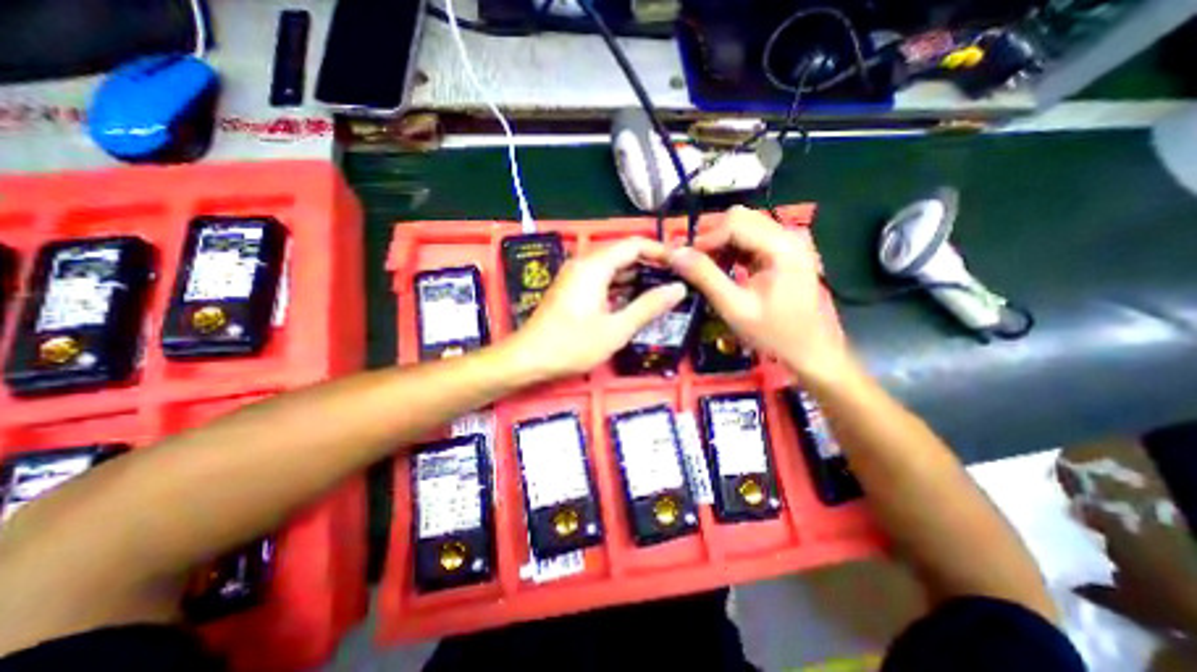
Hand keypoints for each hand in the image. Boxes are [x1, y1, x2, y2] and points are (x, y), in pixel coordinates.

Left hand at [505, 239, 687, 379]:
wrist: (529, 359)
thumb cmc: (572, 344)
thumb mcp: (616, 329)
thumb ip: (649, 306)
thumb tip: (678, 288)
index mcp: (595, 266)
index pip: (634, 244)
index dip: (660, 251)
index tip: (681, 266)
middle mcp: (584, 264)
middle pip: (623, 254)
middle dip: (650, 265)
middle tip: (675, 282)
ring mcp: (576, 276)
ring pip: (613, 268)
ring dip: (636, 277)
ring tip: (661, 292)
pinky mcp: (572, 289)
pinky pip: (602, 280)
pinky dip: (620, 287)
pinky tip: (635, 303)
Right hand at [669, 206, 845, 377]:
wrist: (809, 351)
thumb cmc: (774, 334)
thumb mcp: (735, 308)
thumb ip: (705, 278)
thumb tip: (675, 255)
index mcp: (782, 247)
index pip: (735, 223)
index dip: (706, 238)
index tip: (685, 260)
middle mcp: (788, 236)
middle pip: (740, 219)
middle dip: (712, 238)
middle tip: (694, 264)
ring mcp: (787, 243)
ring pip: (743, 226)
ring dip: (720, 243)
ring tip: (707, 268)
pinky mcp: (783, 252)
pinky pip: (750, 239)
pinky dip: (731, 249)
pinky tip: (724, 268)